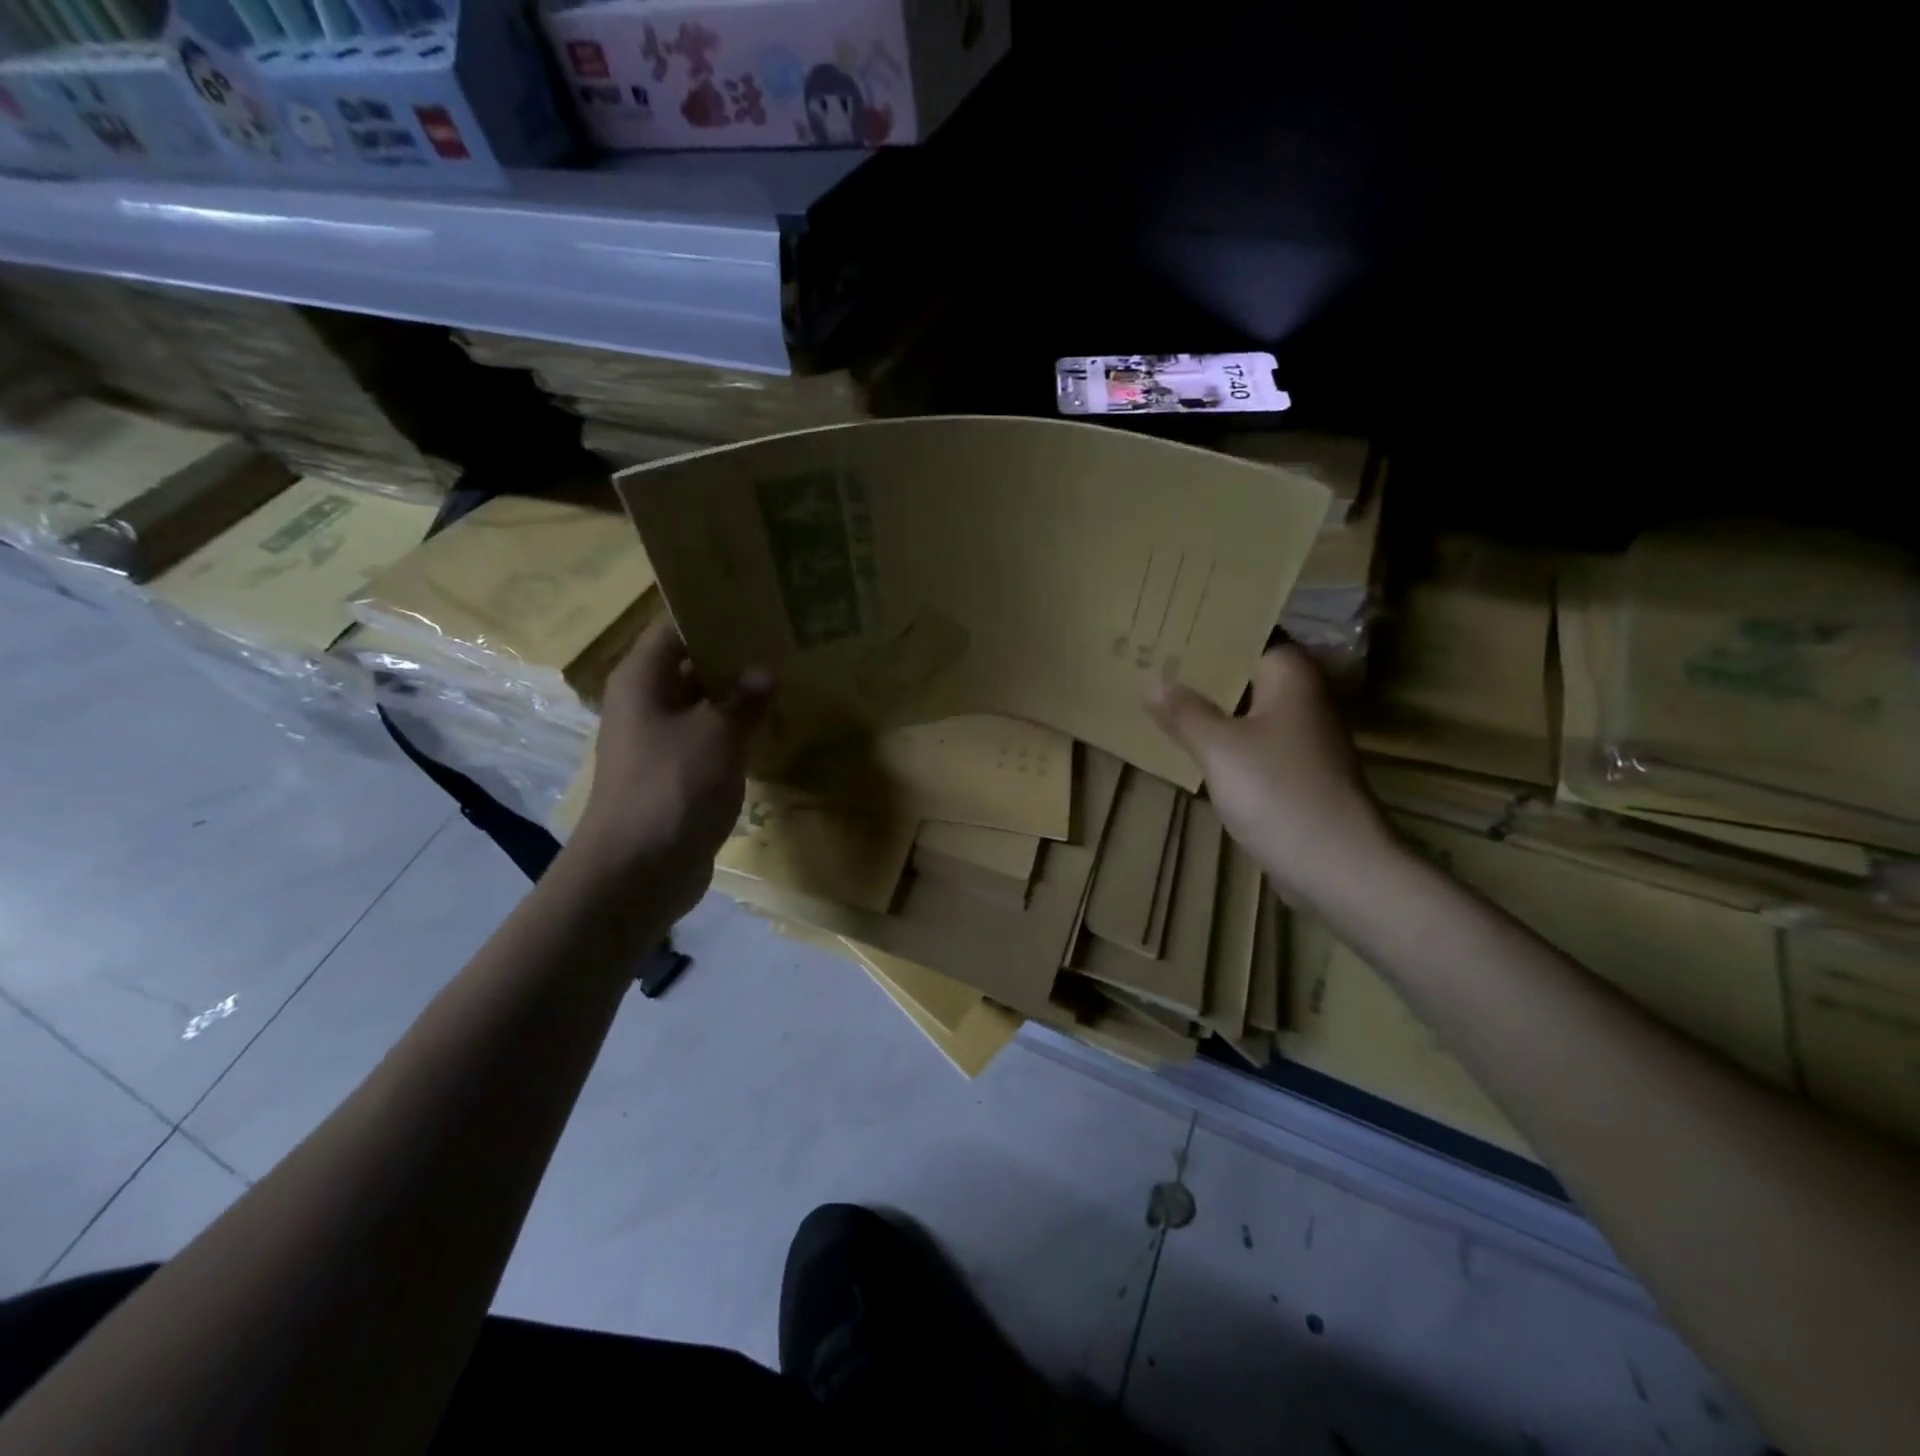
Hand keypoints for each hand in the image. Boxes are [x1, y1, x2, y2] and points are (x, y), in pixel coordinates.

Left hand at [568, 619, 771, 918]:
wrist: (638, 872)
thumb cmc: (673, 788)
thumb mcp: (716, 735)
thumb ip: (743, 699)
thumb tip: (763, 673)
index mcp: (642, 680)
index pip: (675, 627)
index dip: (713, 613)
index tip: (758, 606)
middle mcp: (645, 703)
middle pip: (689, 664)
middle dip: (734, 654)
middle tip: (784, 640)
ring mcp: (659, 741)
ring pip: (702, 704)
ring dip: (737, 695)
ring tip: (787, 676)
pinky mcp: (675, 774)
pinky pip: (707, 739)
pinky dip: (734, 731)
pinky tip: (772, 727)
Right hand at [1147, 645, 1393, 905]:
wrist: (1335, 864)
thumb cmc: (1277, 791)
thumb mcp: (1219, 748)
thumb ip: (1185, 712)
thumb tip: (1155, 682)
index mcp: (1290, 676)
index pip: (1248, 633)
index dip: (1207, 628)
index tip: (1165, 623)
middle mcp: (1300, 697)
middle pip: (1244, 670)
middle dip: (1200, 667)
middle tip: (1149, 655)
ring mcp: (1299, 735)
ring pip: (1244, 706)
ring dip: (1207, 703)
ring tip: (1157, 691)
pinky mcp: (1293, 769)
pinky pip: (1249, 738)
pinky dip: (1221, 735)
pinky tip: (1186, 738)